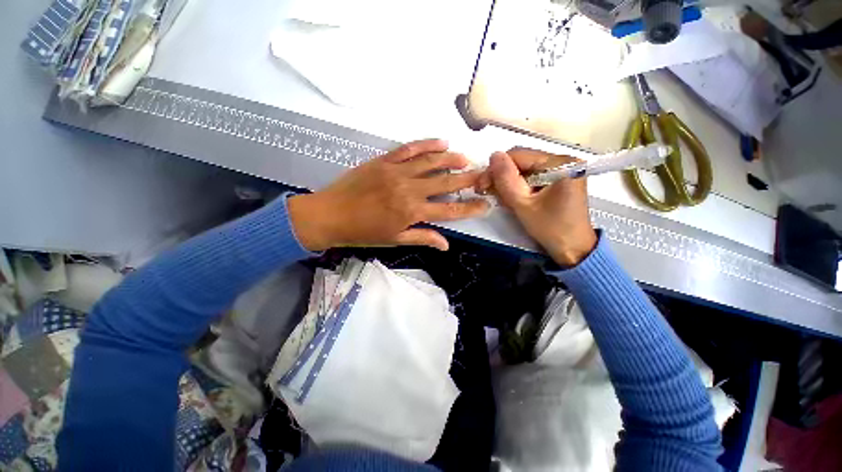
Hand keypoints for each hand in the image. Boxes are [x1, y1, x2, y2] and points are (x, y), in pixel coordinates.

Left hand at [288, 139, 488, 251]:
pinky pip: (410, 148)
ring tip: (466, 158)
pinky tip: (441, 142)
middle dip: (468, 179)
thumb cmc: (363, 232)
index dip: (470, 208)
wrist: (330, 214)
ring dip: (452, 159)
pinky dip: (427, 144)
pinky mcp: (385, 160)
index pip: (450, 211)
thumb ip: (422, 238)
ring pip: (431, 162)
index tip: (485, 204)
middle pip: (446, 183)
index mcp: (412, 212)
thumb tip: (447, 244)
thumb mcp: (394, 240)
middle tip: (484, 174)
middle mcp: (409, 189)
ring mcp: (397, 171)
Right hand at [485, 148, 596, 266]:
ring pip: (525, 169)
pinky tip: (514, 198)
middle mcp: (563, 161)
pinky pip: (532, 177)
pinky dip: (519, 186)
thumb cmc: (550, 228)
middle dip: (503, 176)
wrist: (573, 248)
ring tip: (502, 199)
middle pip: (522, 161)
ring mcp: (562, 170)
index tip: (482, 185)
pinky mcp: (559, 179)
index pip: (519, 155)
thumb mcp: (523, 205)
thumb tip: (494, 155)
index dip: (496, 168)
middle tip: (489, 192)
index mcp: (560, 164)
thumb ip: (506, 180)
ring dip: (509, 183)